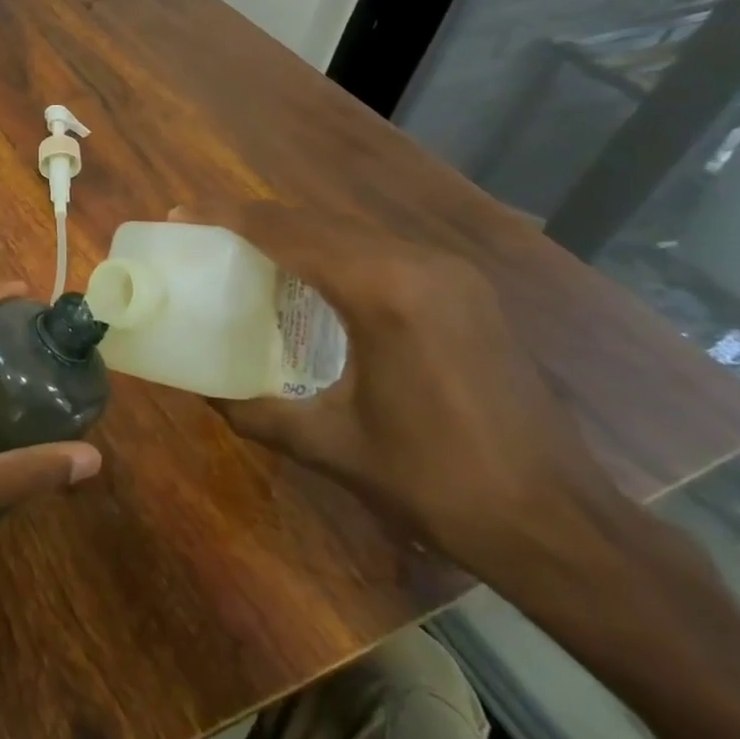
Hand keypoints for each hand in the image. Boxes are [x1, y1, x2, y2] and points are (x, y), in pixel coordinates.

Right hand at [180, 199, 627, 576]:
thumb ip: (254, 412)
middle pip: (316, 222)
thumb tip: (200, 392)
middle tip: (202, 234)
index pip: (288, 232)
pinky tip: (309, 278)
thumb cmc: (436, 483)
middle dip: (254, 221)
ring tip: (243, 251)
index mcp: (383, 292)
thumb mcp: (330, 446)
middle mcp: (419, 265)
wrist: (559, 524)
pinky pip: (380, 251)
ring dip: (293, 234)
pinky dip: (332, 251)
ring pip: (350, 231)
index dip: (228, 217)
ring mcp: (450, 274)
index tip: (181, 214)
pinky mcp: (466, 292)